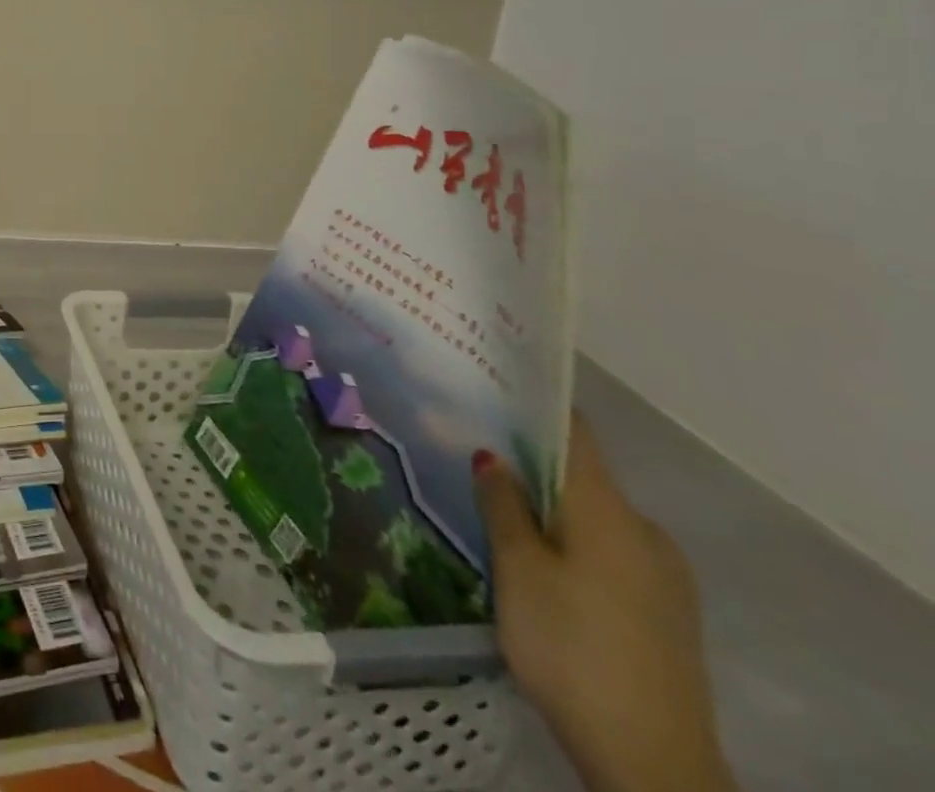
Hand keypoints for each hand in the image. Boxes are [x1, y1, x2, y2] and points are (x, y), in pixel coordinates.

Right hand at [475, 419, 736, 791]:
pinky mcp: (666, 614)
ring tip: (495, 513)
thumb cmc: (572, 648)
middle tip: (472, 456)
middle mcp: (645, 531)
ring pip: (594, 518)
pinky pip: (610, 553)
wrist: (655, 765)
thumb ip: (503, 504)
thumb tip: (492, 454)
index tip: (490, 386)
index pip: (574, 433)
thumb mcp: (518, 570)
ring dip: (549, 508)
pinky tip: (538, 567)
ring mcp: (664, 576)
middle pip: (580, 476)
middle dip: (529, 463)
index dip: (533, 405)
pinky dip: (571, 543)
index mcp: (609, 510)